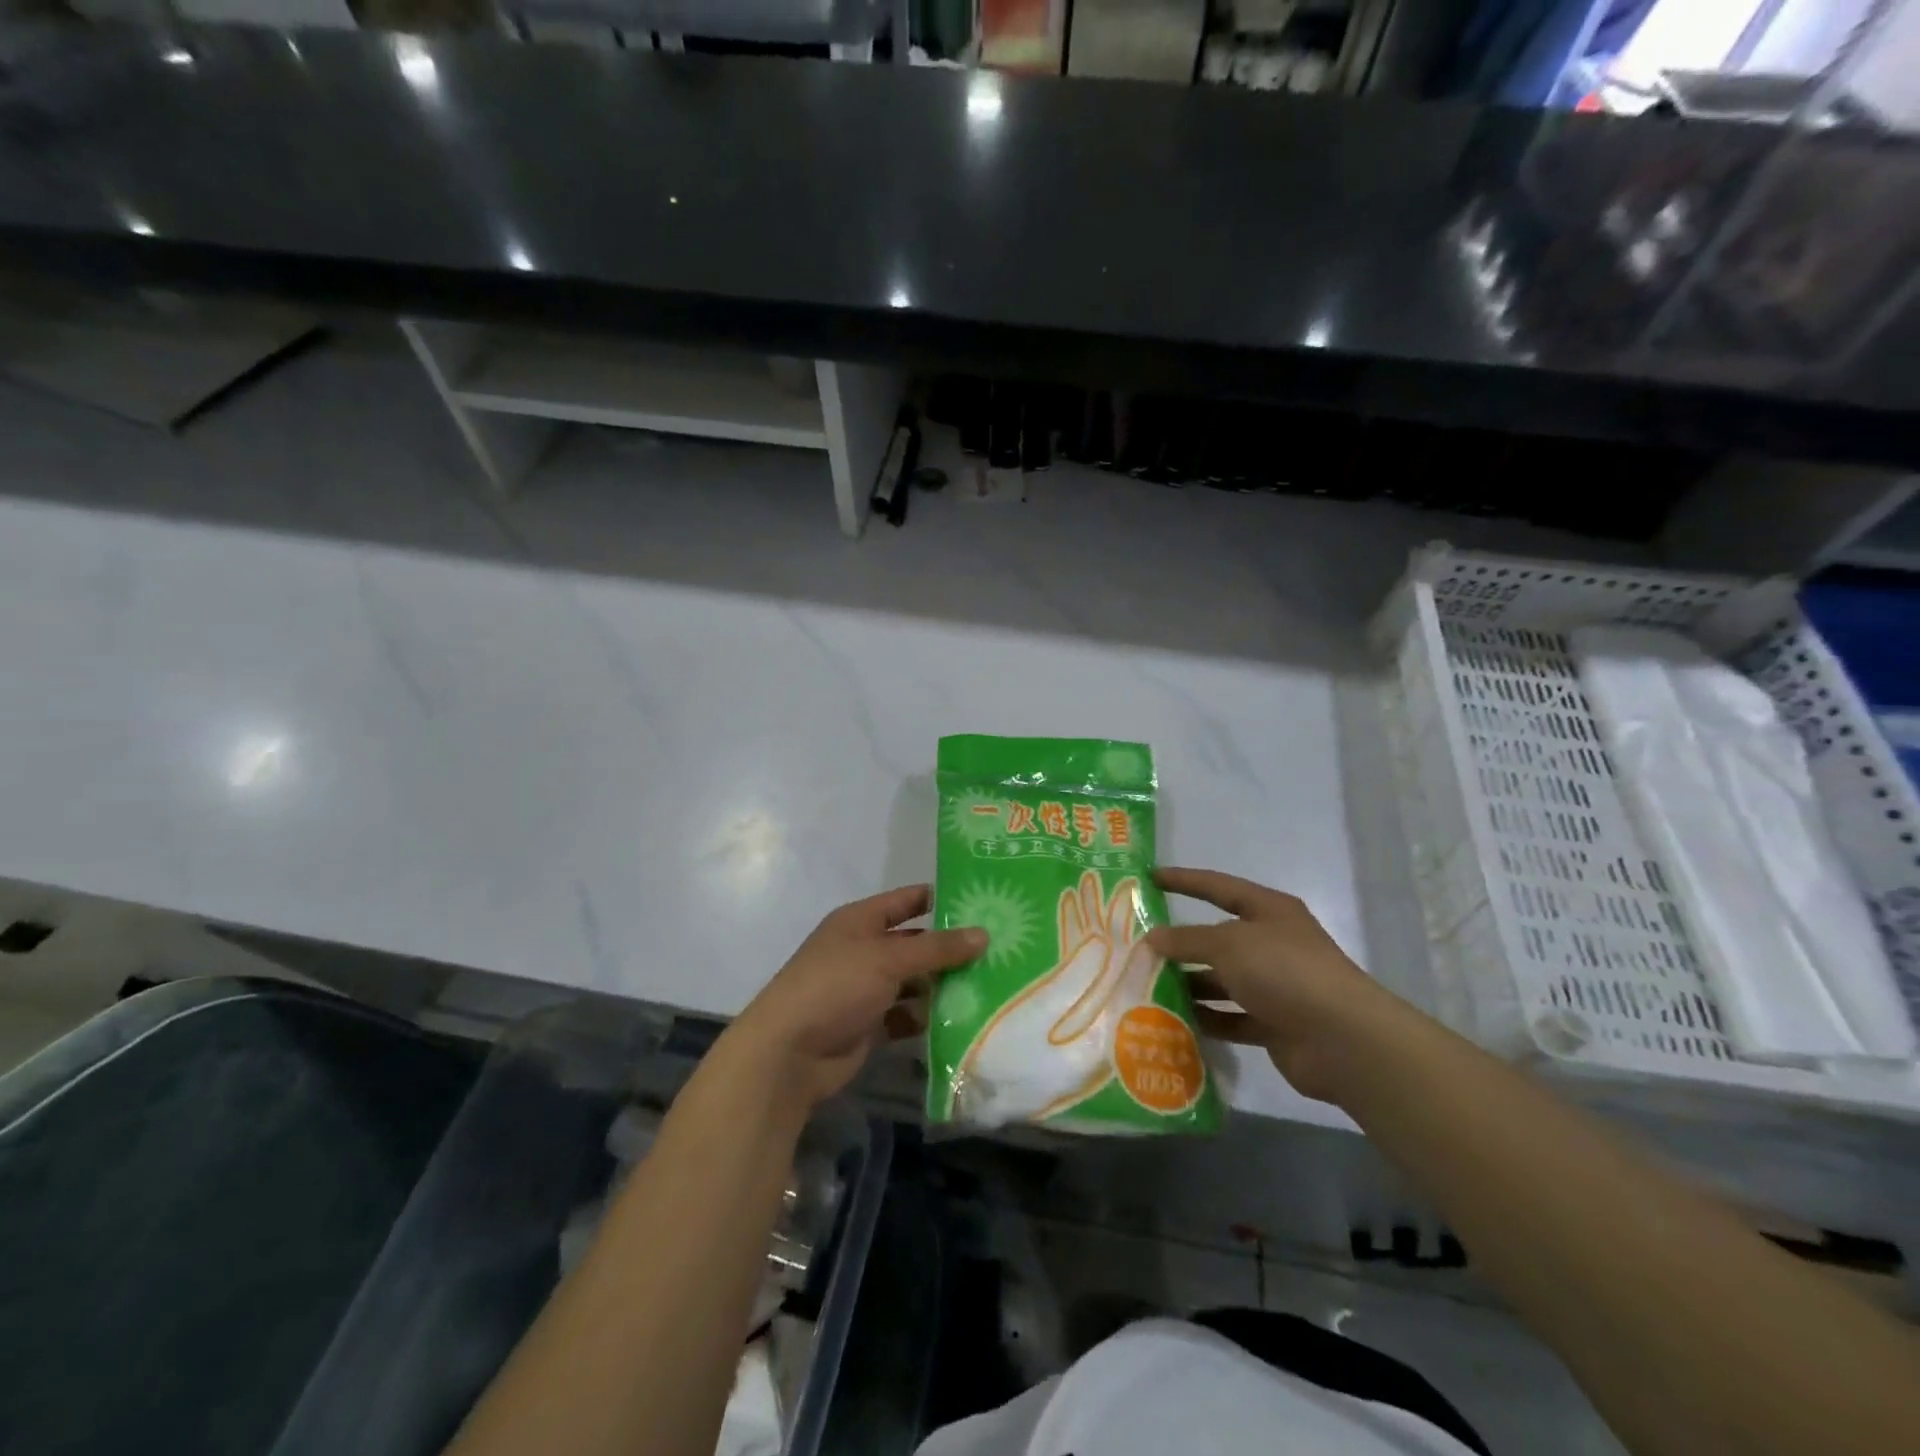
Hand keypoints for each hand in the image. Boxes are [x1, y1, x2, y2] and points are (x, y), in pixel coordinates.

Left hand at [723, 885, 985, 1108]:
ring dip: (941, 985)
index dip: (940, 898)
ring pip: (913, 981)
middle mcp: (863, 950)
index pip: (907, 900)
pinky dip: (926, 1017)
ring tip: (989, 985)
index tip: (982, 901)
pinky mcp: (869, 1024)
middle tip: (998, 950)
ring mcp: (865, 988)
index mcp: (860, 921)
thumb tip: (984, 934)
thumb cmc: (836, 987)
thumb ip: (937, 948)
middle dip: (949, 948)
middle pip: (914, 943)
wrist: (788, 1054)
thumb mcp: (888, 959)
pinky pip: (906, 1015)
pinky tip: (960, 1020)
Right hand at [1146, 867, 1396, 1102]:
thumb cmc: (1284, 971)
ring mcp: (1275, 986)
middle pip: (1217, 938)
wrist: (1343, 1040)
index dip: (1184, 881)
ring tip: (1146, 986)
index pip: (1218, 888)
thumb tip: (1152, 937)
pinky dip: (1206, 1018)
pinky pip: (1231, 1017)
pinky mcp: (1274, 1024)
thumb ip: (1187, 939)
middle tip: (1138, 946)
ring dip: (1189, 984)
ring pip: (1221, 980)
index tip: (1150, 878)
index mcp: (1269, 911)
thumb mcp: (1228, 944)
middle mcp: (1272, 944)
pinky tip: (1174, 1021)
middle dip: (1181, 943)